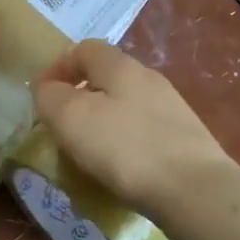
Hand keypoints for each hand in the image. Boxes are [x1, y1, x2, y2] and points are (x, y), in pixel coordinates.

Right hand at [36, 39, 234, 214]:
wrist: (196, 191)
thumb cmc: (126, 148)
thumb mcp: (71, 118)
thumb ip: (50, 97)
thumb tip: (48, 90)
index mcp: (120, 65)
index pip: (83, 48)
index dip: (58, 67)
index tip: (43, 97)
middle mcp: (148, 78)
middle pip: (105, 77)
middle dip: (80, 99)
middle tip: (63, 129)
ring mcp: (171, 108)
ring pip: (125, 106)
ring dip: (102, 124)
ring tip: (89, 155)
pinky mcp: (184, 139)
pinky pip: (143, 133)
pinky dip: (125, 145)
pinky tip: (121, 171)